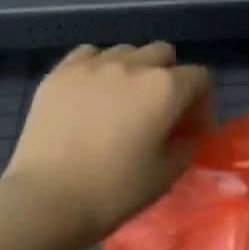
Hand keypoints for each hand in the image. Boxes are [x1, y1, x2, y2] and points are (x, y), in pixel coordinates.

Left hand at [3, 42, 212, 244]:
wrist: (47, 198)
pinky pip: (89, 54)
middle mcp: (132, 65)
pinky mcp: (60, 71)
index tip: (190, 127)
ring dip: (133, 70)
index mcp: (165, 89)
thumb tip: (186, 133)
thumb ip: (185, 145)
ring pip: (126, 51)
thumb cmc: (113, 191)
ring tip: (121, 101)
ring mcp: (93, 64)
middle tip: (158, 111)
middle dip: (169, 77)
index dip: (201, 101)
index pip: (200, 77)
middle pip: (163, 54)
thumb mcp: (165, 176)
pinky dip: (98, 68)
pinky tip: (91, 93)